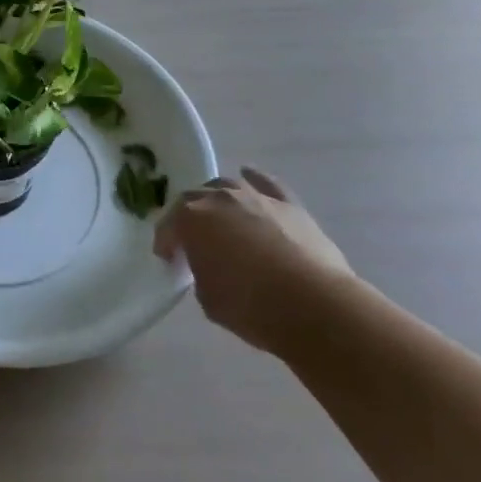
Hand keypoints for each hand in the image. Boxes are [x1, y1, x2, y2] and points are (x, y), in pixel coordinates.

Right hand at [153, 167, 356, 354]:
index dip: (167, 243)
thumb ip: (200, 273)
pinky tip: (249, 175)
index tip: (170, 260)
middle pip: (194, 199)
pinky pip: (266, 184)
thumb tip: (210, 266)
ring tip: (222, 220)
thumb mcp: (207, 297)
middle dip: (190, 219)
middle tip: (195, 243)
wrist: (314, 305)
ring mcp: (255, 197)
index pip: (168, 225)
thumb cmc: (250, 305)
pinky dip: (255, 180)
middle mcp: (218, 198)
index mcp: (190, 218)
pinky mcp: (289, 205)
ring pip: (227, 187)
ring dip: (219, 201)